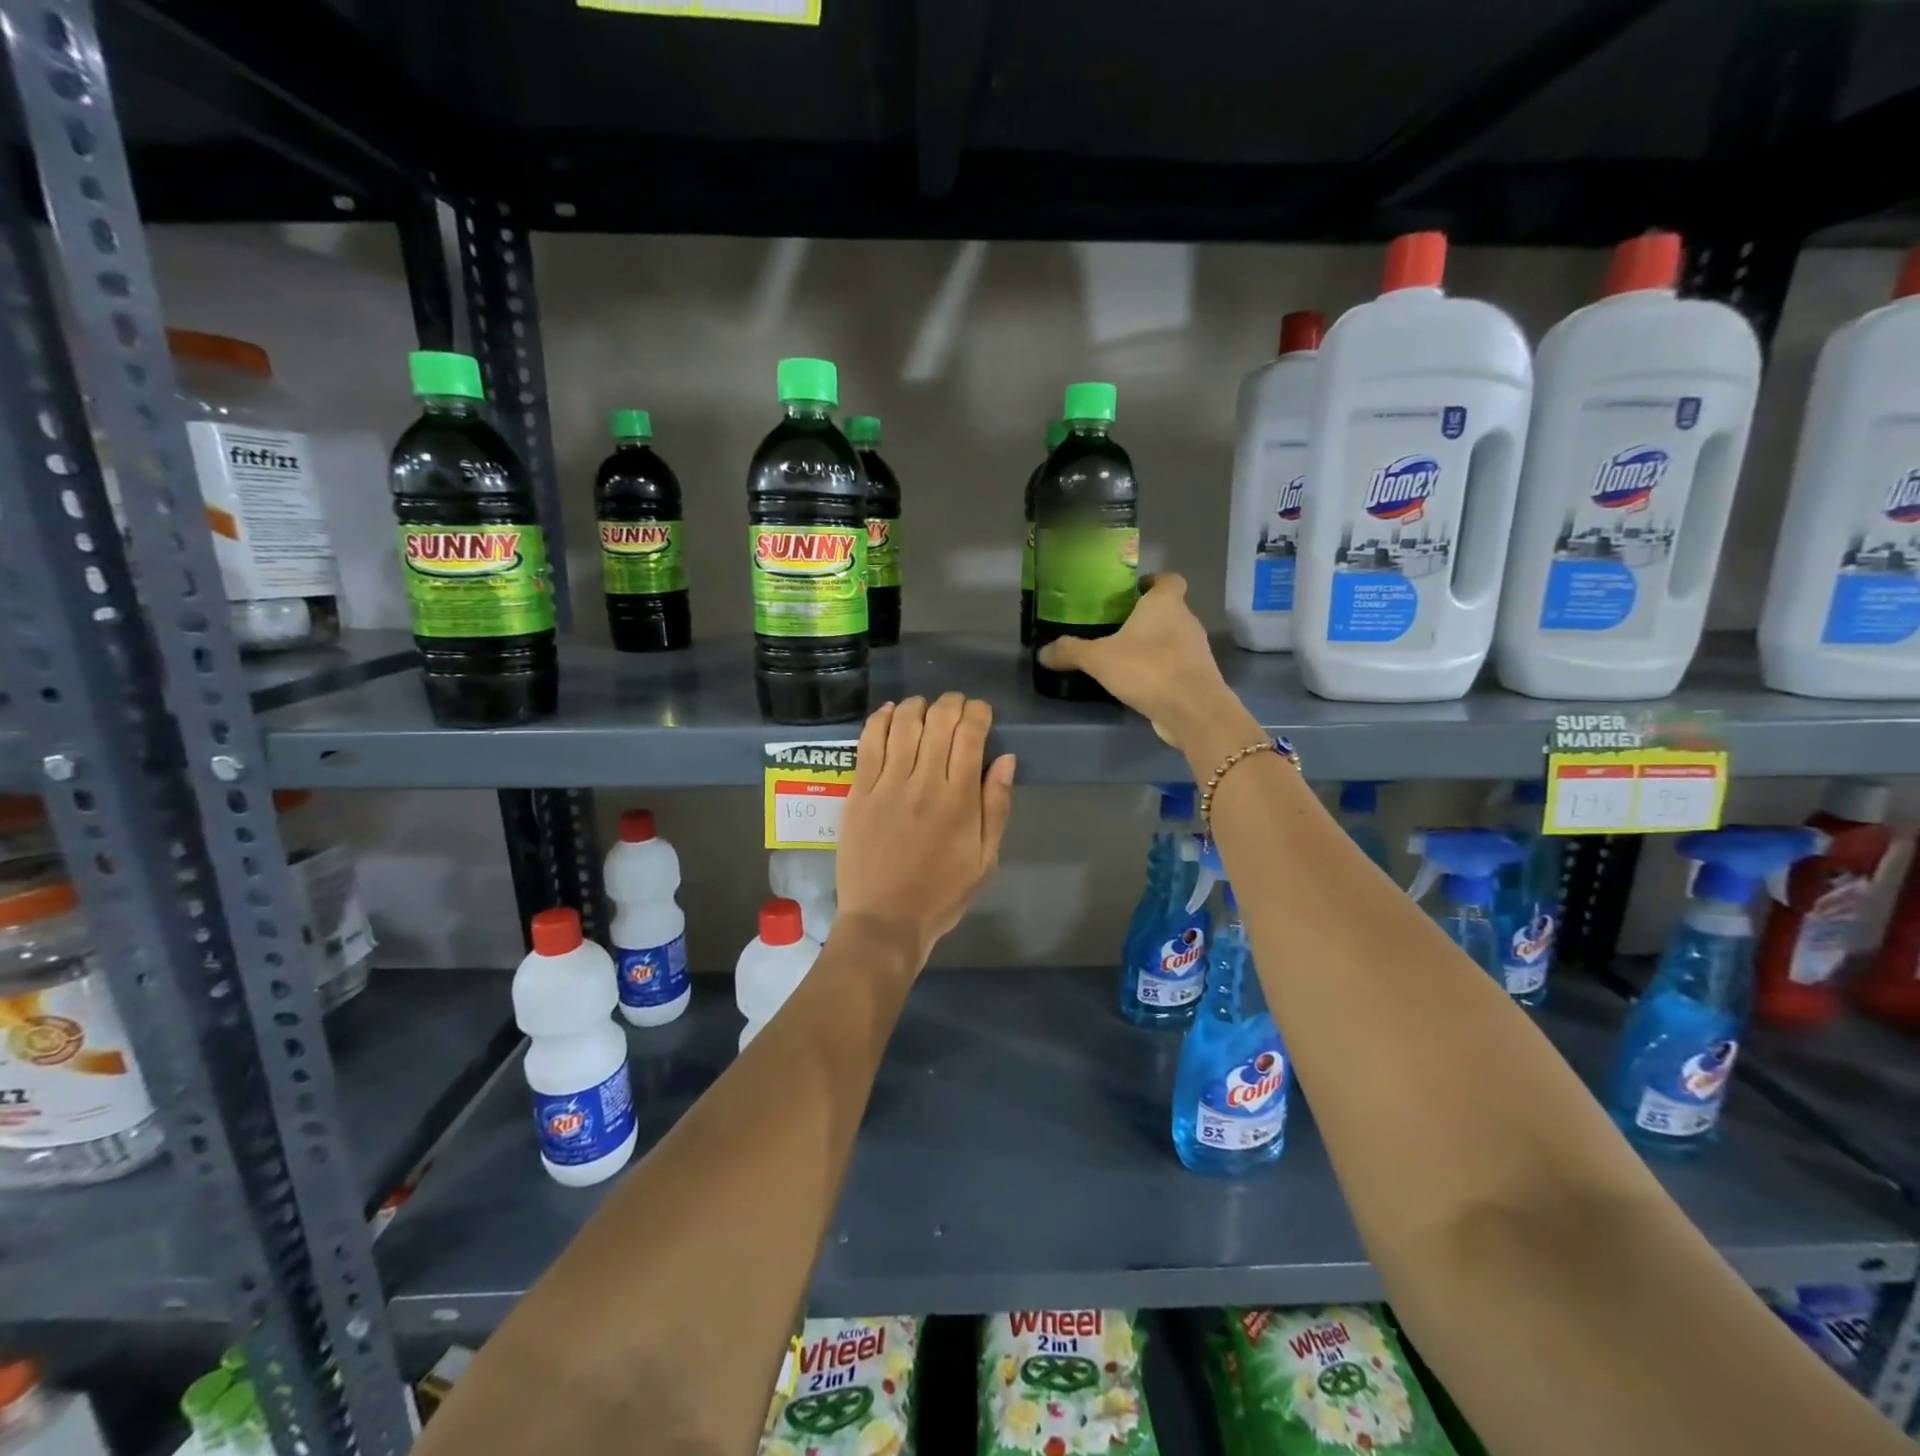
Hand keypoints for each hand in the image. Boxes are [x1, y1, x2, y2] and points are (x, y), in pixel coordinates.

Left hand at [836, 694, 1015, 967]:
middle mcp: (923, 783)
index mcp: (959, 799)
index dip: (978, 712)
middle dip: (951, 703)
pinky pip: (868, 743)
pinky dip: (879, 720)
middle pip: (938, 721)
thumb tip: (1005, 759)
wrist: (885, 921)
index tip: (981, 713)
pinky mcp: (858, 792)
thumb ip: (997, 806)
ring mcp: (887, 785)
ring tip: (924, 707)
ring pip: (903, 724)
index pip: (970, 734)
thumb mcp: (985, 859)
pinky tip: (889, 712)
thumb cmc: (941, 894)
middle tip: (955, 707)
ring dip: (917, 706)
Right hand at [1035, 574, 1235, 748]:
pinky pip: (1176, 664)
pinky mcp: (1198, 676)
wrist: (1193, 711)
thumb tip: (1041, 652)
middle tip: (1115, 627)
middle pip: (1168, 609)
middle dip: (1145, 616)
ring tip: (1123, 656)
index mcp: (1166, 603)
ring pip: (1173, 637)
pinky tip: (1138, 682)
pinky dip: (1160, 668)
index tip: (1131, 592)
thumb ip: (1070, 652)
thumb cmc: (1148, 669)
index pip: (1168, 579)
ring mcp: (1196, 650)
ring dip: (1153, 644)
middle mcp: (1186, 620)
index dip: (1152, 582)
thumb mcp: (1099, 659)